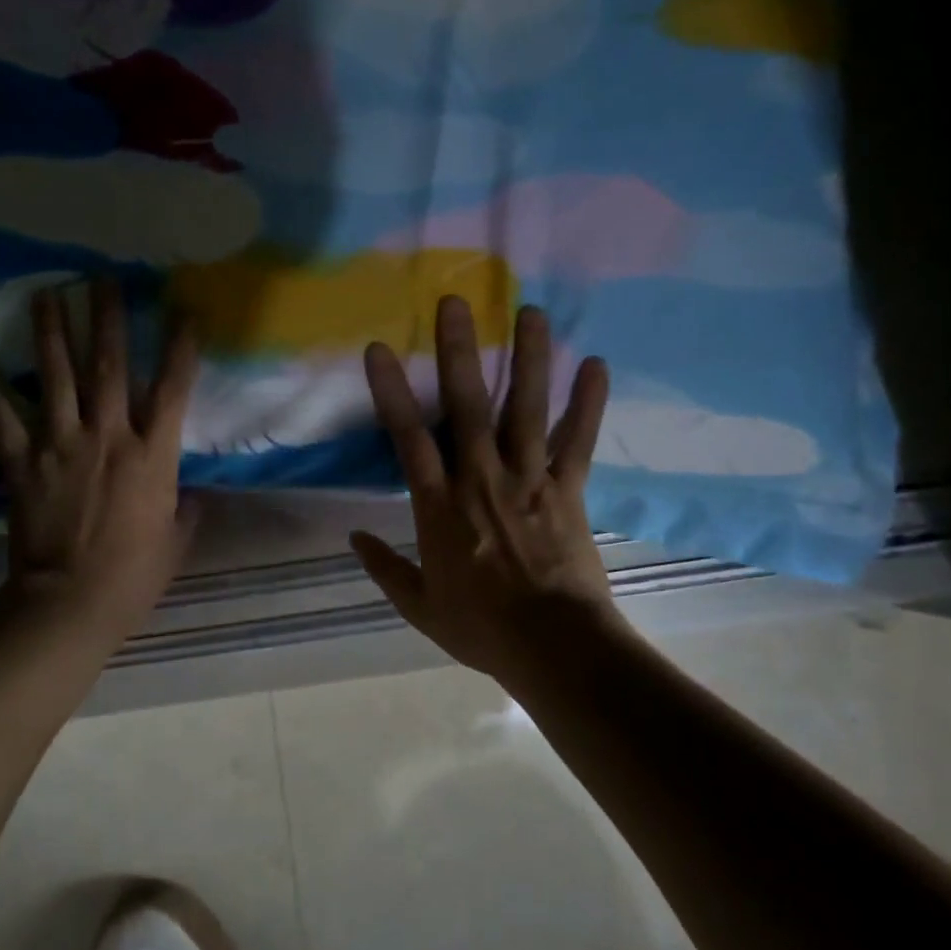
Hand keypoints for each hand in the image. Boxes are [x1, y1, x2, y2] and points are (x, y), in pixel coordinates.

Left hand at [0, 280, 198, 643]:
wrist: (72, 601)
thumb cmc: (135, 574)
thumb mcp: (175, 540)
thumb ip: (185, 508)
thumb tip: (192, 493)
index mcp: (152, 455)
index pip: (172, 390)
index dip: (180, 349)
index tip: (183, 312)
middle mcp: (109, 437)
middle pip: (109, 367)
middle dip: (107, 319)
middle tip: (102, 279)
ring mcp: (61, 445)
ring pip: (57, 378)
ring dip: (51, 334)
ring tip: (46, 295)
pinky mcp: (22, 463)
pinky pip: (2, 421)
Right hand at [352, 296, 626, 685]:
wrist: (553, 647)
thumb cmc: (481, 628)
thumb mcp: (419, 605)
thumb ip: (384, 568)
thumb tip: (354, 536)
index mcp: (439, 505)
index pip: (408, 437)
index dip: (392, 391)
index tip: (380, 348)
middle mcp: (481, 478)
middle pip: (467, 405)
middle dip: (459, 351)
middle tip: (456, 302)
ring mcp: (529, 479)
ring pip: (525, 409)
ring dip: (528, 359)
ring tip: (531, 312)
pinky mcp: (569, 490)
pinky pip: (578, 441)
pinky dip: (588, 404)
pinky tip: (597, 365)